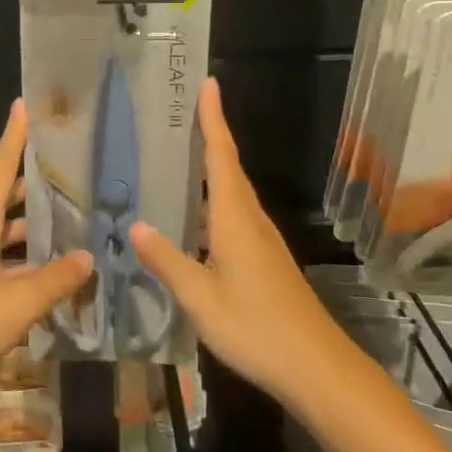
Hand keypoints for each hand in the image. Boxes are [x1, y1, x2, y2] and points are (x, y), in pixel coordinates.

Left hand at [0, 100, 91, 403]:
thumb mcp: (18, 303)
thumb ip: (56, 279)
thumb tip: (88, 257)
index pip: (0, 169)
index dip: (14, 138)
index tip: (23, 106)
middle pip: (3, 199)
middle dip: (33, 186)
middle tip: (70, 173)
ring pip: (1, 233)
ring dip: (31, 229)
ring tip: (70, 225)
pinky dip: (21, 258)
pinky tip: (46, 273)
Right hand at [132, 79, 350, 408]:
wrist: (317, 368)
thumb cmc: (256, 329)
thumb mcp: (200, 299)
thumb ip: (167, 260)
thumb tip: (135, 224)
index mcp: (235, 219)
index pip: (222, 156)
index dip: (213, 119)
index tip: (208, 83)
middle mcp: (251, 220)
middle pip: (230, 166)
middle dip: (211, 133)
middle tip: (186, 108)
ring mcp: (262, 240)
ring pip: (234, 190)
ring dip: (214, 163)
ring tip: (184, 150)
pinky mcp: (266, 258)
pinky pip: (236, 212)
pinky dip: (216, 196)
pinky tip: (198, 211)